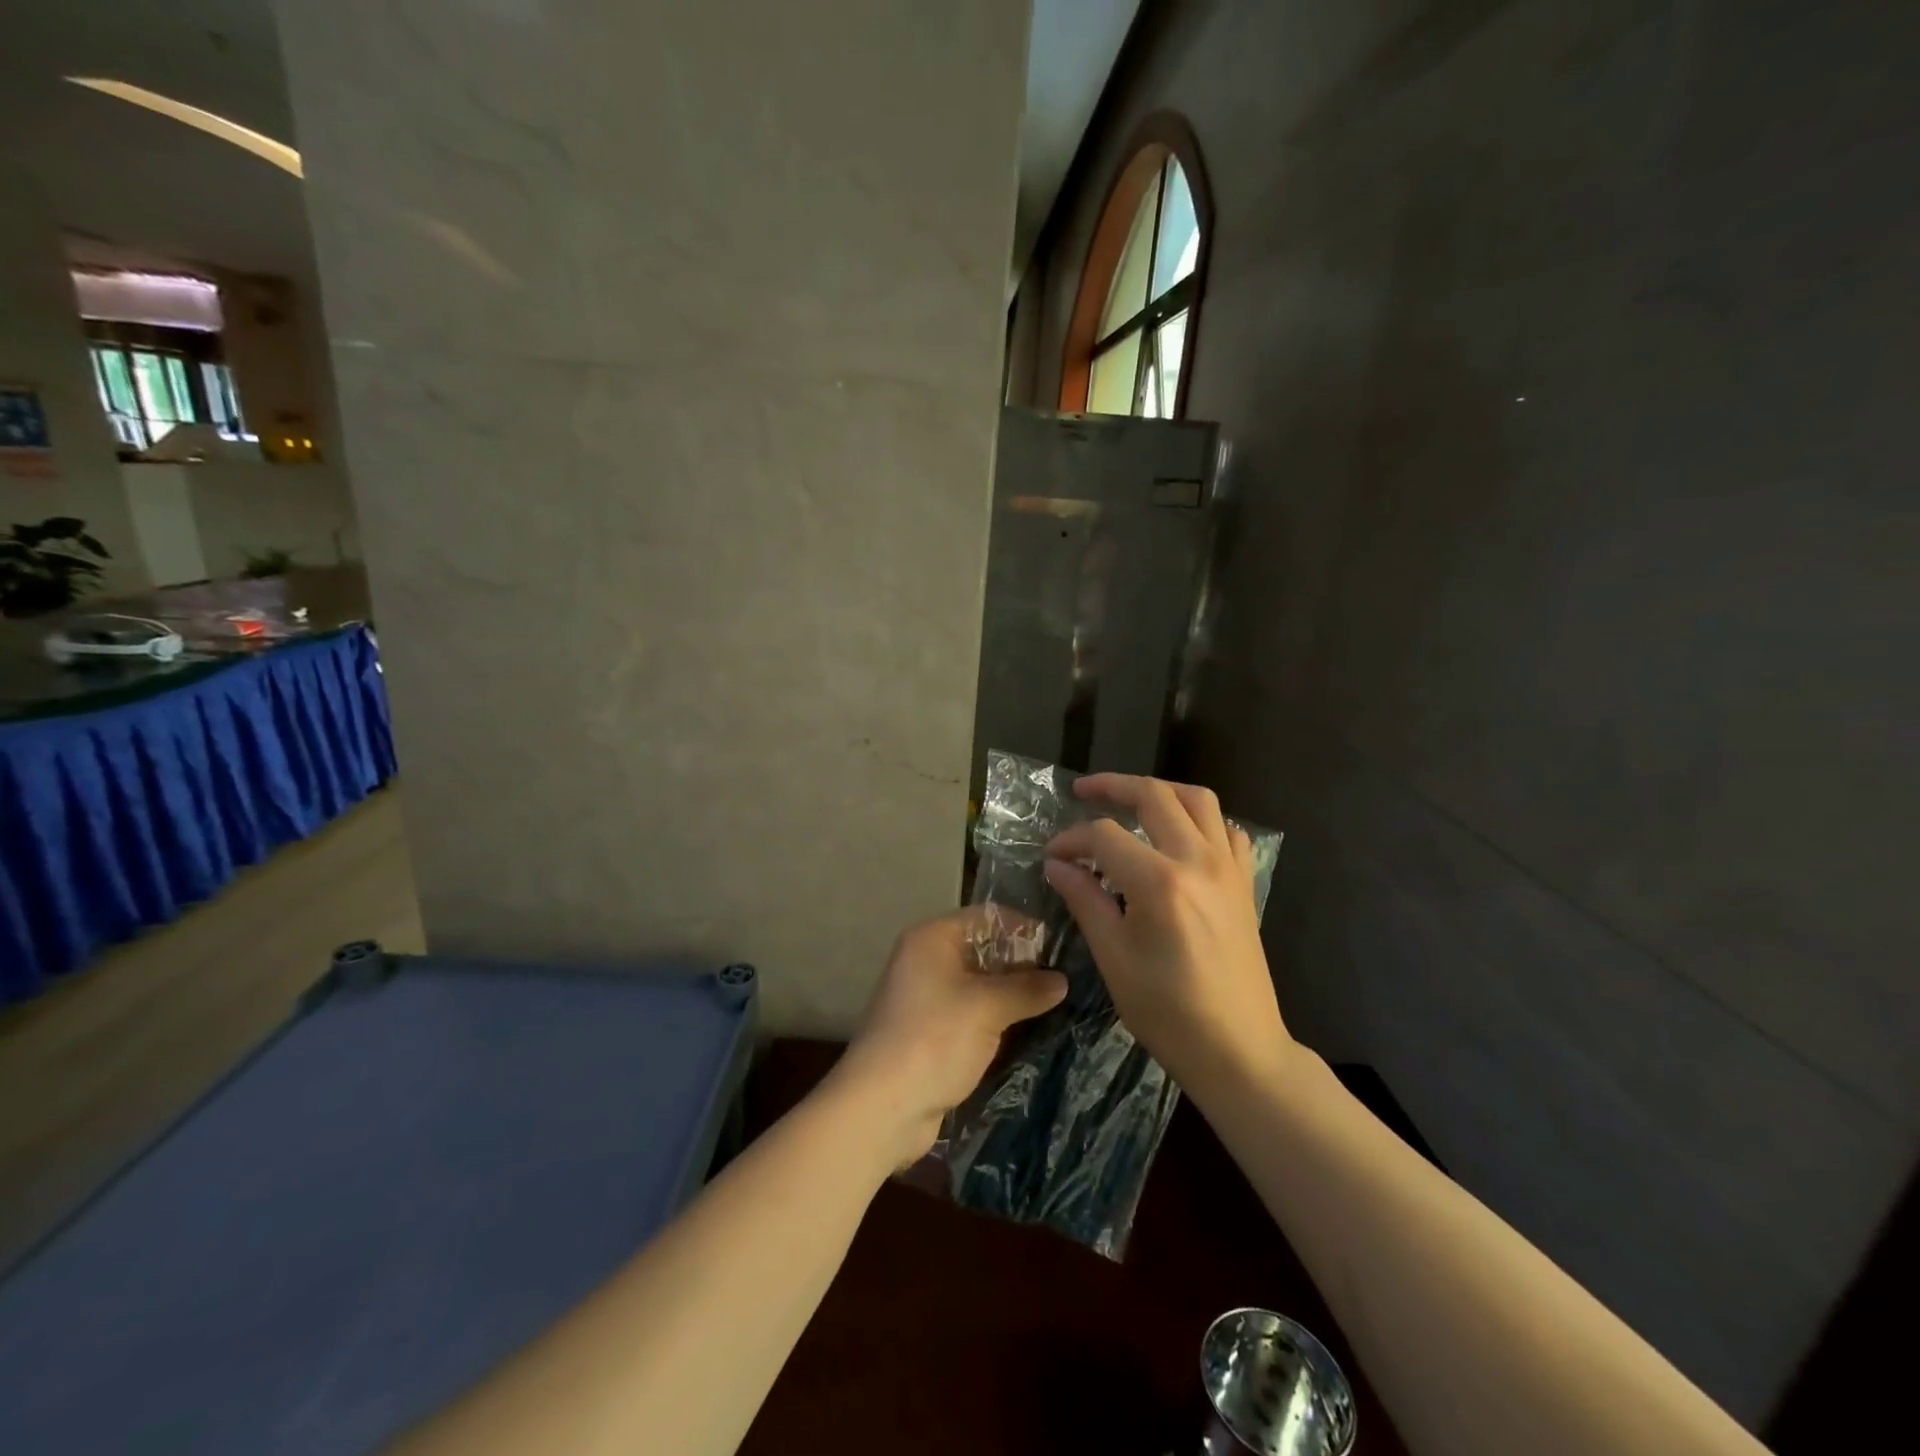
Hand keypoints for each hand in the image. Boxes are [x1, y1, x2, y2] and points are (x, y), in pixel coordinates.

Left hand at [830, 907, 1067, 1168]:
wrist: (883, 1107)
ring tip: (1056, 1005)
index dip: (1023, 928)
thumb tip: (1062, 980)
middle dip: (1022, 964)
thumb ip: (1027, 989)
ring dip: (1012, 996)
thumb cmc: (934, 1040)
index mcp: (933, 938)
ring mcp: (928, 998)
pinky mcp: (932, 1032)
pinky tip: (1029, 1031)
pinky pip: (973, 1014)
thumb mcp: (987, 1008)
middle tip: (1064, 981)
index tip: (1060, 948)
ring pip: (981, 985)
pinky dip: (998, 1020)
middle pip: (984, 950)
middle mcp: (927, 960)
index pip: (987, 917)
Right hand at [1042, 773, 1293, 1103]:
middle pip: (1154, 796)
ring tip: (1131, 799)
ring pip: (1197, 800)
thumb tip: (1056, 864)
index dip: (1072, 839)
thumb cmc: (1167, 1012)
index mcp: (1160, 882)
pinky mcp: (1244, 883)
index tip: (1052, 856)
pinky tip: (1180, 835)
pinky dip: (1200, 819)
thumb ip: (1085, 900)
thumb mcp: (1113, 958)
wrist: (1238, 1050)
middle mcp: (1198, 861)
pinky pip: (1226, 829)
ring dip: (1160, 791)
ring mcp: (1228, 868)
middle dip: (1112, 786)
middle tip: (1082, 790)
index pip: (1105, 836)